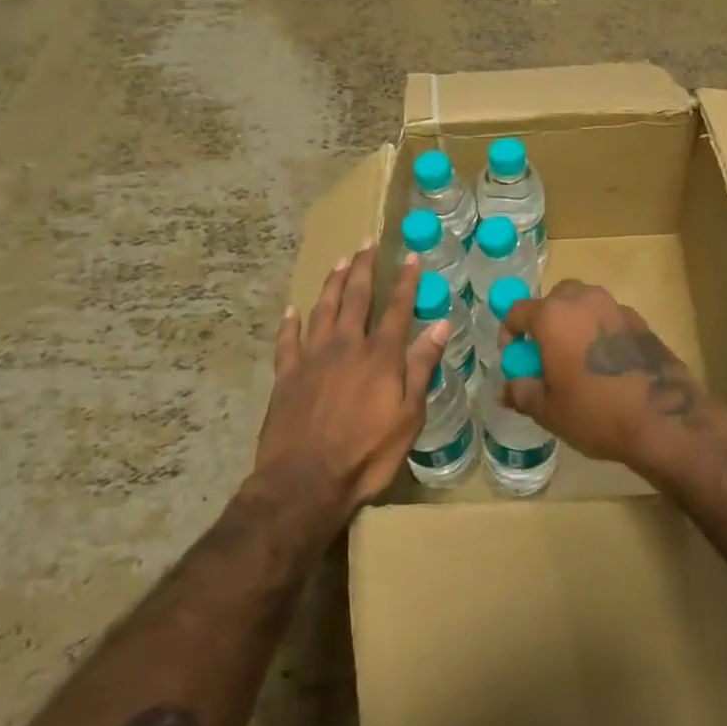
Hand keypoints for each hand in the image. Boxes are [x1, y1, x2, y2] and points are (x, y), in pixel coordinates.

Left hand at [255, 246, 447, 520]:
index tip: (411, 257)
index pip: (398, 308)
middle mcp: (346, 346)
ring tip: (339, 262)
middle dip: (364, 268)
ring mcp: (311, 358)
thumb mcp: (409, 416)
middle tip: (367, 243)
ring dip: (332, 283)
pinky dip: (291, 322)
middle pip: (356, 297)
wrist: (304, 482)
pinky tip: (293, 310)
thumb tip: (442, 325)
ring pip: (322, 309)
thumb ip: (422, 367)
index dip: (406, 281)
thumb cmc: (366, 454)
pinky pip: (287, 340)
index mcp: (380, 356)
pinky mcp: (285, 375)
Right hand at [500, 278, 705, 469]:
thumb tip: (508, 388)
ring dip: (574, 322)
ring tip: (576, 358)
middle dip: (545, 320)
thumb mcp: (549, 411)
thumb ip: (522, 392)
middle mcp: (584, 301)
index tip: (514, 358)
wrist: (665, 419)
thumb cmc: (596, 413)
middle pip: (555, 298)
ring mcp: (616, 307)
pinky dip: (599, 331)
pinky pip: (609, 317)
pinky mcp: (641, 321)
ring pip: (585, 303)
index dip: (510, 333)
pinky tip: (606, 364)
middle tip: (545, 354)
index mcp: (554, 316)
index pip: (518, 310)